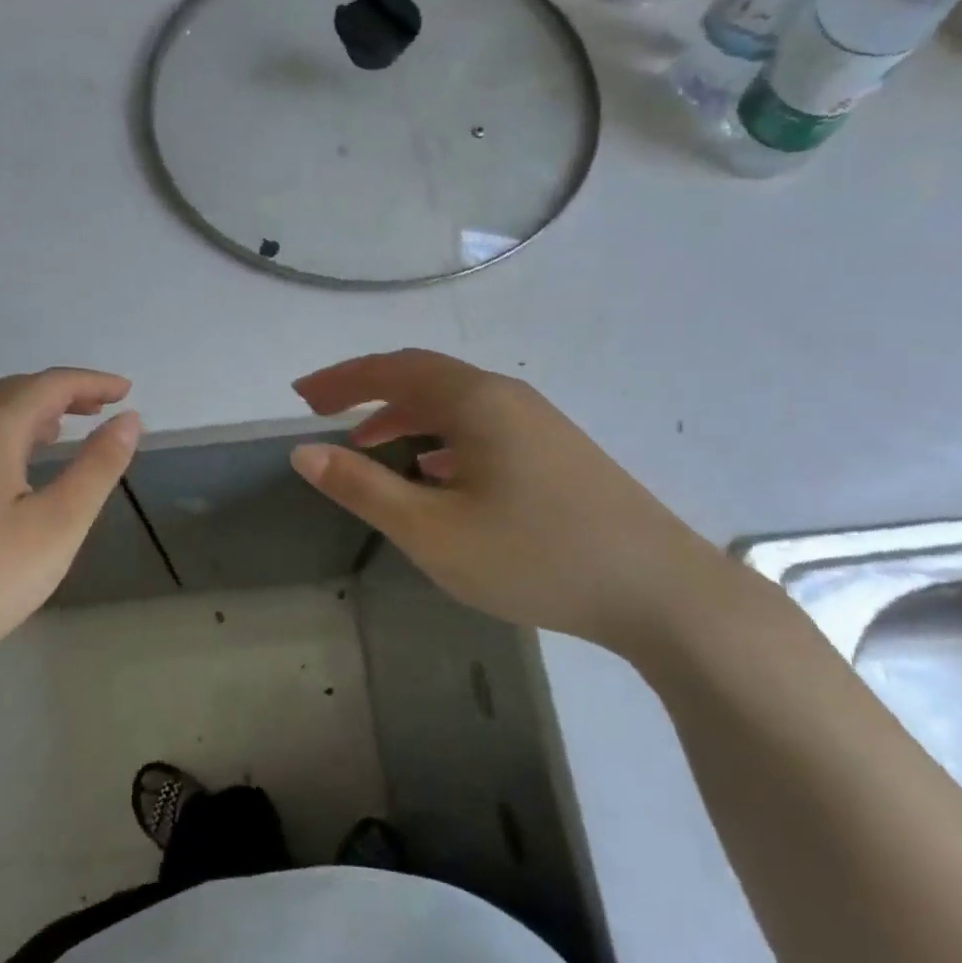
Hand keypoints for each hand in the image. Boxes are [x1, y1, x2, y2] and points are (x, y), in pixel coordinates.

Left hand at [0, 368, 139, 693]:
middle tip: (98, 409)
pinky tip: (4, 474)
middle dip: (60, 394)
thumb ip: (96, 468)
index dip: (92, 383)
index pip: (50, 384)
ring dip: (26, 415)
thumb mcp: (55, 527)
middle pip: (12, 392)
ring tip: (58, 432)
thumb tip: (129, 421)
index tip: (126, 392)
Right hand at [290, 349, 747, 659]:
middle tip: (322, 412)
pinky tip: (436, 473)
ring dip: (404, 417)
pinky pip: (481, 428)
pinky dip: (441, 438)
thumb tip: (305, 453)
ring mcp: (538, 423)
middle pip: (423, 378)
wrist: (662, 592)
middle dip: (367, 391)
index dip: (340, 379)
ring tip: (369, 446)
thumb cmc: (535, 556)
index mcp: (475, 401)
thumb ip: (363, 489)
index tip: (299, 396)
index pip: (392, 370)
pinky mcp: (557, 453)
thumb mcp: (432, 531)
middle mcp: (507, 397)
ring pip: (455, 405)